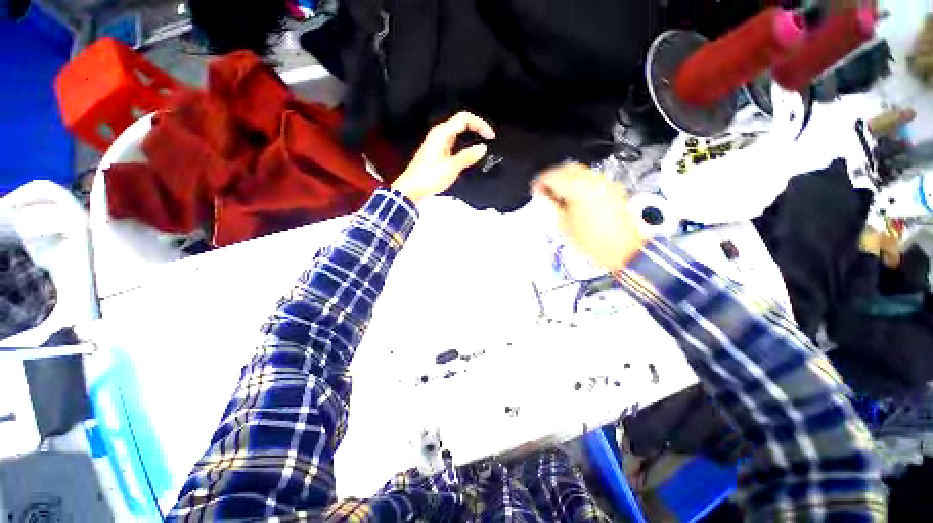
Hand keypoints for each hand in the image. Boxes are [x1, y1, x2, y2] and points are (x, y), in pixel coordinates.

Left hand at [392, 112, 494, 203]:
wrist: (412, 188)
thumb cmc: (428, 177)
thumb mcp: (452, 167)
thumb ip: (468, 156)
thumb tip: (482, 148)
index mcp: (442, 133)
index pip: (465, 119)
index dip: (480, 124)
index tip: (490, 135)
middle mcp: (438, 135)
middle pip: (461, 123)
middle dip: (476, 128)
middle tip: (488, 138)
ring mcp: (437, 143)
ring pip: (457, 133)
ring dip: (470, 136)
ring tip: (481, 145)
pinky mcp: (436, 152)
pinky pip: (453, 142)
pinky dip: (463, 145)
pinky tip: (468, 154)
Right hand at [533, 164, 647, 270]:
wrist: (622, 249)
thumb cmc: (590, 241)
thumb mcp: (562, 224)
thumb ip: (550, 204)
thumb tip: (543, 193)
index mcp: (579, 188)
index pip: (553, 176)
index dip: (540, 181)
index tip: (535, 189)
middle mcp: (593, 180)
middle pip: (567, 168)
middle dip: (553, 176)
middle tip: (544, 190)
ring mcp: (605, 182)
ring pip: (579, 170)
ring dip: (565, 178)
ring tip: (557, 194)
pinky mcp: (611, 188)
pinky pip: (590, 177)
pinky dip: (577, 181)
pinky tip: (572, 195)